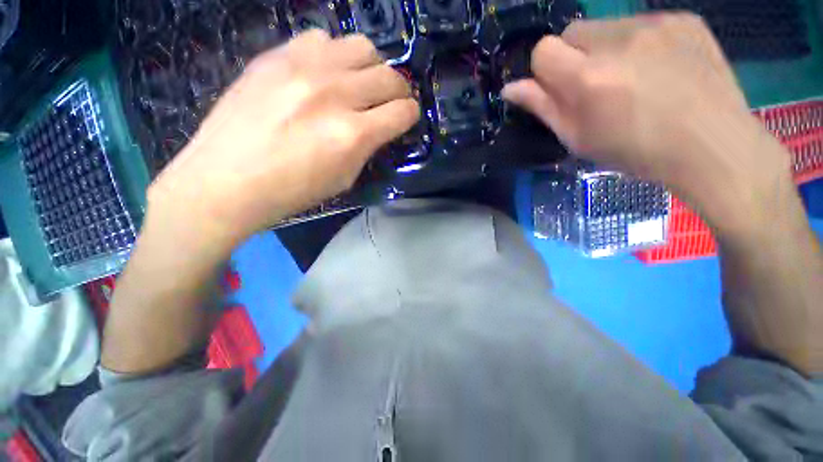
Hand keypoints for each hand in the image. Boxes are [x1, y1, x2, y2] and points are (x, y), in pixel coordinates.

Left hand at [147, 31, 418, 245]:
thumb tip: (378, 127)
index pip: (403, 112)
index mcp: (353, 135)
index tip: (407, 118)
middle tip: (390, 102)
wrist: (225, 181)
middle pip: (389, 76)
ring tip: (359, 83)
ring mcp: (304, 68)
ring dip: (370, 67)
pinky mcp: (276, 55)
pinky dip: (334, 55)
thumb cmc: (291, 192)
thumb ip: (366, 148)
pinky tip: (324, 74)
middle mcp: (335, 95)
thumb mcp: (343, 179)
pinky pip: (322, 38)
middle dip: (399, 91)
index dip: (411, 115)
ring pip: (362, 47)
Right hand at [503, 14, 791, 230]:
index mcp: (588, 78)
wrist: (712, 145)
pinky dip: (637, 44)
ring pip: (605, 26)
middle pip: (572, 31)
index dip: (545, 71)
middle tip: (594, 85)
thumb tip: (510, 89)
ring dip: (605, 49)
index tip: (559, 89)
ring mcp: (654, 24)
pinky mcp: (682, 19)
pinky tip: (657, 69)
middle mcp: (618, 41)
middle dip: (573, 57)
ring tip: (629, 79)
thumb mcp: (578, 138)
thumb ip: (543, 108)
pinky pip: (640, 24)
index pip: (543, 50)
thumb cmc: (636, 151)